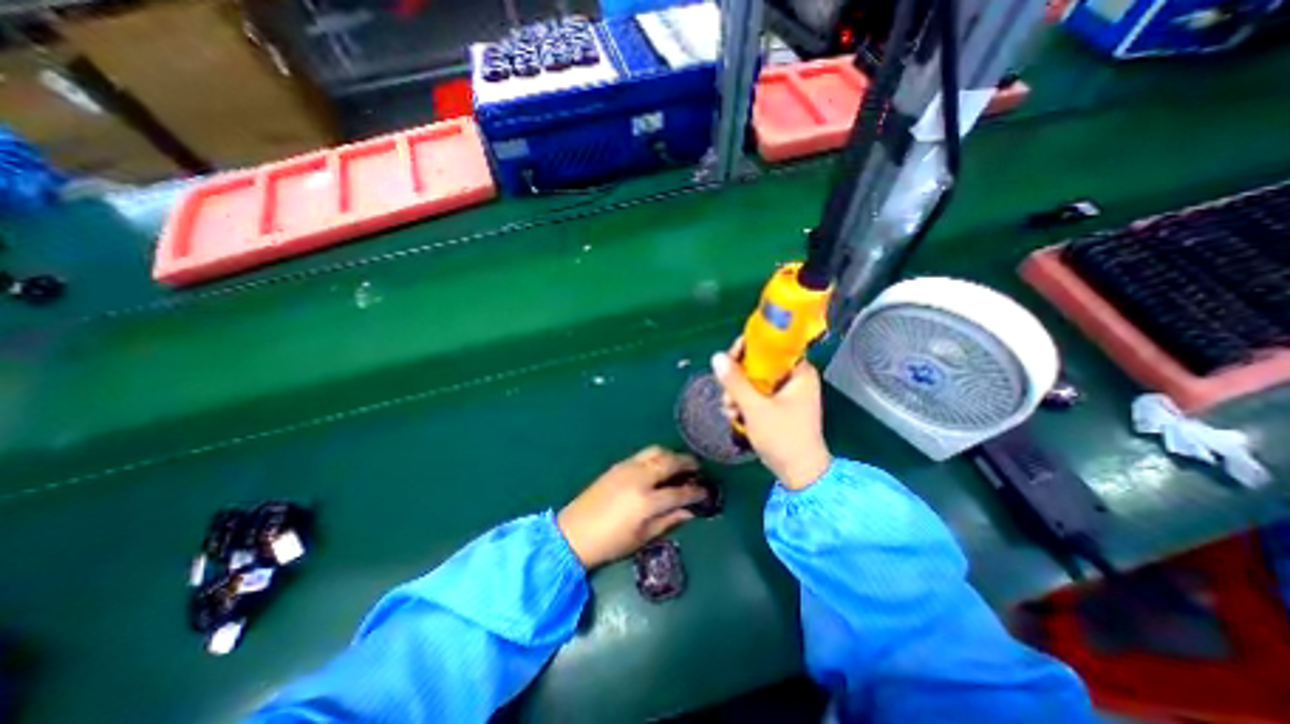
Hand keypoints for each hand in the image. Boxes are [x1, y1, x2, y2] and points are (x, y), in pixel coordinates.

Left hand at [556, 446, 704, 570]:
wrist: (574, 532)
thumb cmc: (610, 543)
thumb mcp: (643, 537)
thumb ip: (668, 521)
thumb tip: (690, 511)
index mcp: (646, 501)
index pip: (680, 491)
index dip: (696, 491)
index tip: (706, 491)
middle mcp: (639, 478)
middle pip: (670, 462)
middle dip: (688, 463)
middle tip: (698, 469)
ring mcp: (628, 467)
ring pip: (657, 451)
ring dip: (672, 455)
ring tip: (680, 465)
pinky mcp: (618, 465)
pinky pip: (643, 454)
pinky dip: (657, 456)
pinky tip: (659, 466)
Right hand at [709, 343, 831, 487]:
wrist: (799, 474)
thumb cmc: (783, 437)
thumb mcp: (755, 408)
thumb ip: (735, 381)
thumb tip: (716, 357)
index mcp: (799, 372)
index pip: (771, 346)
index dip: (747, 349)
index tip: (728, 359)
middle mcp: (795, 378)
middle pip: (760, 364)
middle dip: (738, 378)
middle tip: (726, 392)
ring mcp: (787, 393)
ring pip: (755, 381)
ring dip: (738, 393)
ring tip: (729, 410)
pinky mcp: (780, 407)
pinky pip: (758, 395)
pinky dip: (745, 403)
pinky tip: (734, 416)